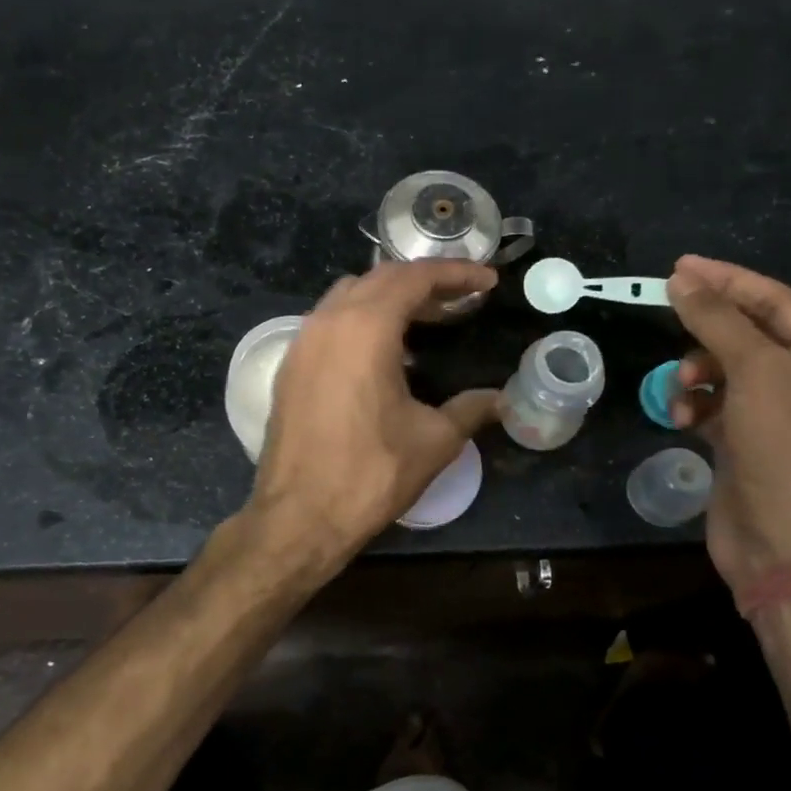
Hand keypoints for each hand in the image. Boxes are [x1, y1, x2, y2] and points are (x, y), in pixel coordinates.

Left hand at [249, 260, 503, 561]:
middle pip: (381, 279)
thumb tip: (501, 399)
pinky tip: (384, 351)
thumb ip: (470, 409)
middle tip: (462, 299)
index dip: (456, 274)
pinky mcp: (290, 366)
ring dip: (390, 298)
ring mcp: (302, 342)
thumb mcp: (434, 440)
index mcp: (365, 327)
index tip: (487, 282)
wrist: (299, 517)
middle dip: (425, 282)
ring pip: (350, 296)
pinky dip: (361, 320)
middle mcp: (328, 321)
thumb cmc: (371, 473)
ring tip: (427, 320)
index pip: (415, 278)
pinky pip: (330, 322)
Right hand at [664, 255, 790, 593]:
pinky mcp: (742, 442)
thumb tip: (682, 280)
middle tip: (669, 318)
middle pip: (745, 334)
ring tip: (682, 389)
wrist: (784, 546)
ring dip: (694, 373)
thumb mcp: (756, 374)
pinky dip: (692, 406)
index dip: (727, 281)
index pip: (775, 302)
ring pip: (721, 370)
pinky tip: (681, 420)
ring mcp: (773, 415)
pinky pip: (710, 405)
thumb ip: (718, 322)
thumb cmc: (785, 451)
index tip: (678, 267)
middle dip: (706, 332)